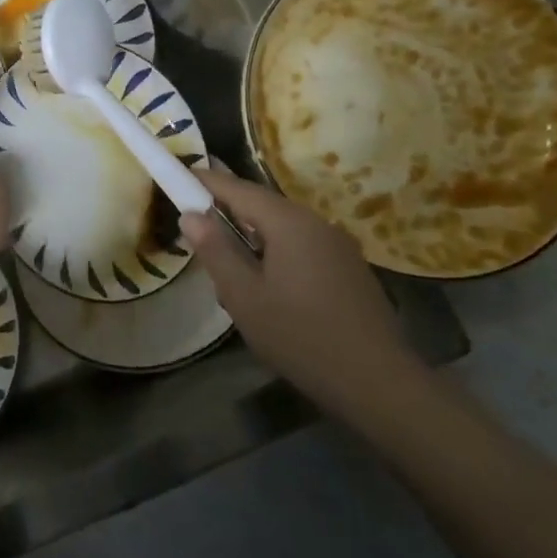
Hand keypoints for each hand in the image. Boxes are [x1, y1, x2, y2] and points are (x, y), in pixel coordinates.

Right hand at [182, 166, 424, 416]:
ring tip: (230, 272)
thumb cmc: (301, 336)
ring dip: (252, 239)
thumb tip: (190, 215)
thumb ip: (216, 251)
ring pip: (282, 229)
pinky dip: (276, 254)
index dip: (205, 181)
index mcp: (288, 222)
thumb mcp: (244, 297)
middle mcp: (315, 222)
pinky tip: (269, 290)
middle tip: (197, 232)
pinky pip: (301, 247)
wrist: (378, 382)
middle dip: (228, 214)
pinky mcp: (349, 268)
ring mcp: (337, 244)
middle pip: (261, 206)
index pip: (237, 188)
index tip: (177, 175)